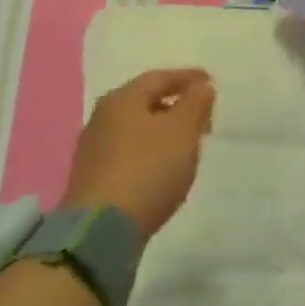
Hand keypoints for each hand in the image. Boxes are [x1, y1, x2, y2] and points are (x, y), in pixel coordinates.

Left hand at [63, 69, 215, 239]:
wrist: (102, 228)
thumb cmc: (148, 169)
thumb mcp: (182, 131)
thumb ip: (195, 104)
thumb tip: (201, 87)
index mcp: (122, 99)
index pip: (159, 78)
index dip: (187, 78)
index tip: (210, 81)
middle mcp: (102, 117)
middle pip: (145, 101)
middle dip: (176, 104)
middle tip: (203, 114)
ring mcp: (94, 148)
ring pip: (137, 128)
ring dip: (163, 129)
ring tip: (188, 142)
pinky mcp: (94, 176)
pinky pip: (129, 151)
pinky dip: (151, 150)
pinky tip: (164, 166)